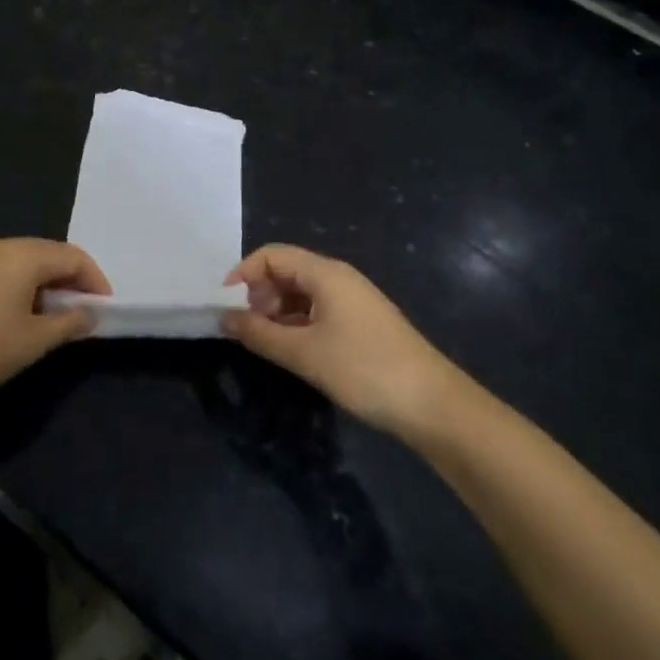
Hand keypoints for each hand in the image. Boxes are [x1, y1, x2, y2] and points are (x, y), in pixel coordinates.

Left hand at [0, 238, 109, 411]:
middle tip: (82, 315)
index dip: (95, 281)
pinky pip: (5, 271)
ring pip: (26, 262)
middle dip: (72, 281)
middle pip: (50, 254)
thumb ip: (68, 324)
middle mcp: (2, 245)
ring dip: (47, 285)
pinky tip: (19, 317)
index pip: (74, 256)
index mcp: (24, 254)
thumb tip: (89, 313)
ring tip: (53, 320)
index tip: (104, 310)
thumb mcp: (32, 341)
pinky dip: (23, 287)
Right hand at [222, 244, 466, 437]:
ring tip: (267, 342)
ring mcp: (352, 301)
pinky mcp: (361, 323)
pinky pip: (318, 310)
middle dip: (259, 294)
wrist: (434, 405)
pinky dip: (297, 323)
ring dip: (277, 311)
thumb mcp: (304, 353)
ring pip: (301, 292)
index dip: (243, 274)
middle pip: (286, 270)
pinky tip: (293, 350)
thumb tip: (225, 318)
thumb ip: (260, 334)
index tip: (225, 305)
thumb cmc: (364, 370)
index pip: (272, 255)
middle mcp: (338, 278)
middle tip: (247, 328)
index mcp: (326, 273)